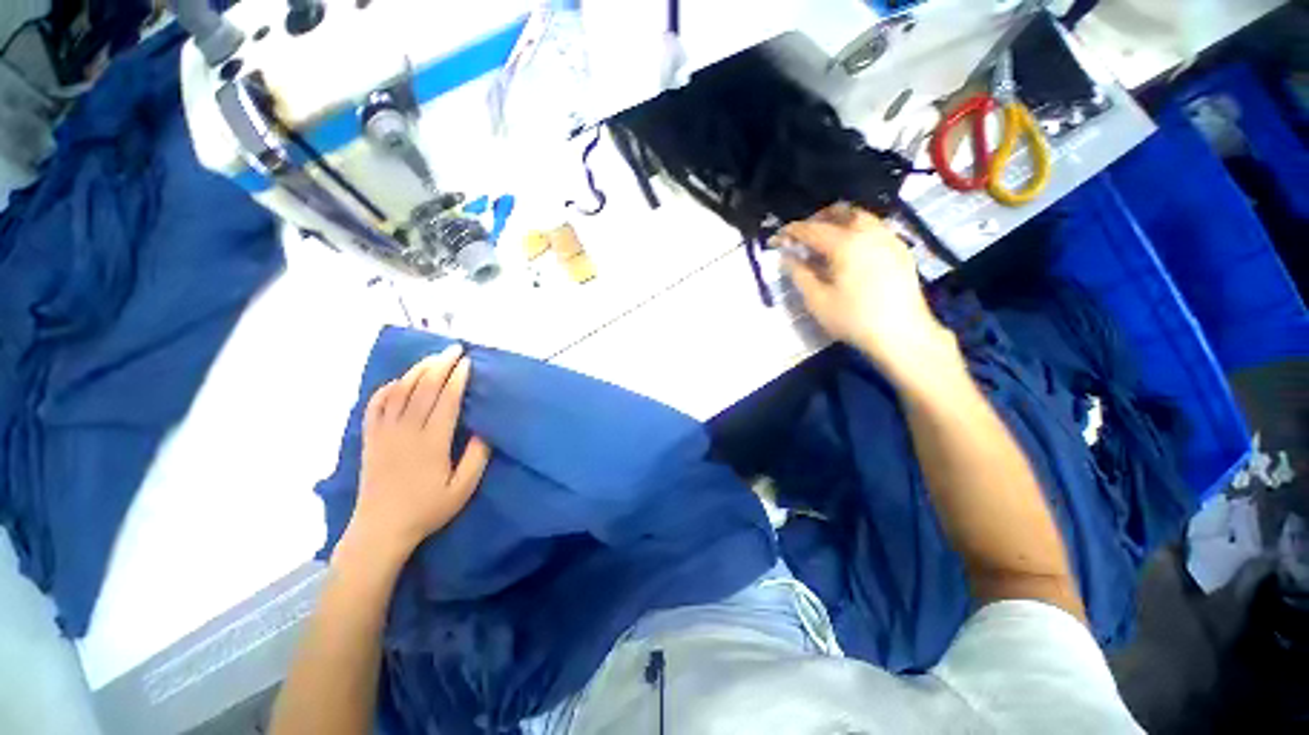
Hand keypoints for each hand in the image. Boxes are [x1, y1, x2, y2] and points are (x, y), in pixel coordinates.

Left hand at [343, 345, 491, 561]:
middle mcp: (405, 432)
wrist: (380, 530)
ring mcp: (384, 434)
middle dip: (440, 365)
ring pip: (399, 392)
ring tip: (432, 358)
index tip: (467, 362)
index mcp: (431, 443)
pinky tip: (398, 381)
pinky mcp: (369, 439)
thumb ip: (476, 458)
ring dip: (417, 371)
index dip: (457, 379)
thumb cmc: (427, 510)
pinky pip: (375, 405)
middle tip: (454, 349)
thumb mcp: (462, 489)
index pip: (446, 401)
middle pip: (423, 389)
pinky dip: (387, 388)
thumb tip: (485, 429)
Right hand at [780, 204, 960, 387]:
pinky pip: (875, 229)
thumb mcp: (817, 300)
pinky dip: (856, 232)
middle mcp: (869, 233)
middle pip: (841, 212)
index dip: (790, 232)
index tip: (775, 239)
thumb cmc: (853, 319)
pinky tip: (850, 253)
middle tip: (802, 237)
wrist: (902, 335)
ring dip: (838, 223)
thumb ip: (799, 274)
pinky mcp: (901, 250)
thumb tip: (787, 257)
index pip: (811, 229)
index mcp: (846, 244)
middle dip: (817, 220)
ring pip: (861, 218)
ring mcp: (889, 239)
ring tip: (824, 243)